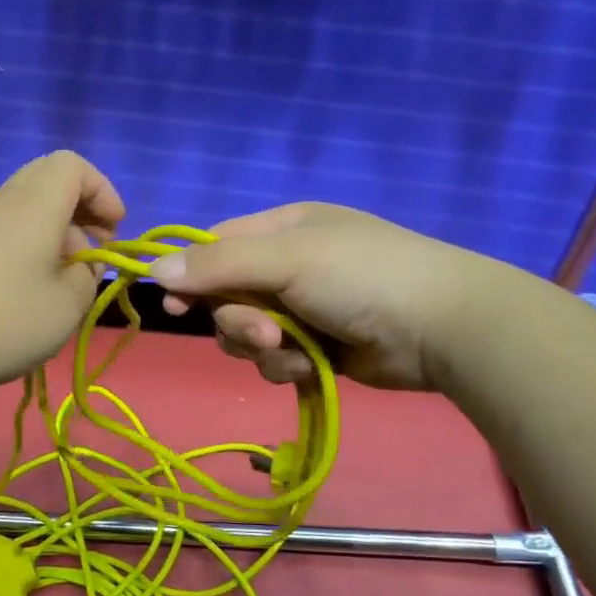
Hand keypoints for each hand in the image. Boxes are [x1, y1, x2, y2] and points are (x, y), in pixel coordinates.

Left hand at [0, 152, 124, 394]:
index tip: (113, 230)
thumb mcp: (67, 305)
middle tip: (93, 249)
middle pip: (48, 180)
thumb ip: (87, 277)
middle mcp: (3, 204)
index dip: (102, 190)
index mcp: (35, 205)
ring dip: (55, 233)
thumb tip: (82, 264)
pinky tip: (28, 292)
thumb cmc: (4, 320)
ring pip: (26, 208)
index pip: (72, 165)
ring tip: (63, 280)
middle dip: (81, 208)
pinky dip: (28, 247)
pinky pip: (5, 231)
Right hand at [148, 203, 487, 390]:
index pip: (217, 246)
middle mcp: (289, 267)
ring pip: (248, 335)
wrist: (442, 328)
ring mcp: (304, 309)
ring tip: (294, 348)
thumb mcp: (287, 258)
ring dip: (263, 347)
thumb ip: (218, 265)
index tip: (175, 304)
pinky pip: (276, 360)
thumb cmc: (362, 276)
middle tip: (264, 331)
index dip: (192, 275)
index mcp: (283, 230)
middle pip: (227, 297)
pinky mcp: (318, 348)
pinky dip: (289, 365)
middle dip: (238, 320)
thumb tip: (153, 270)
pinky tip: (314, 365)